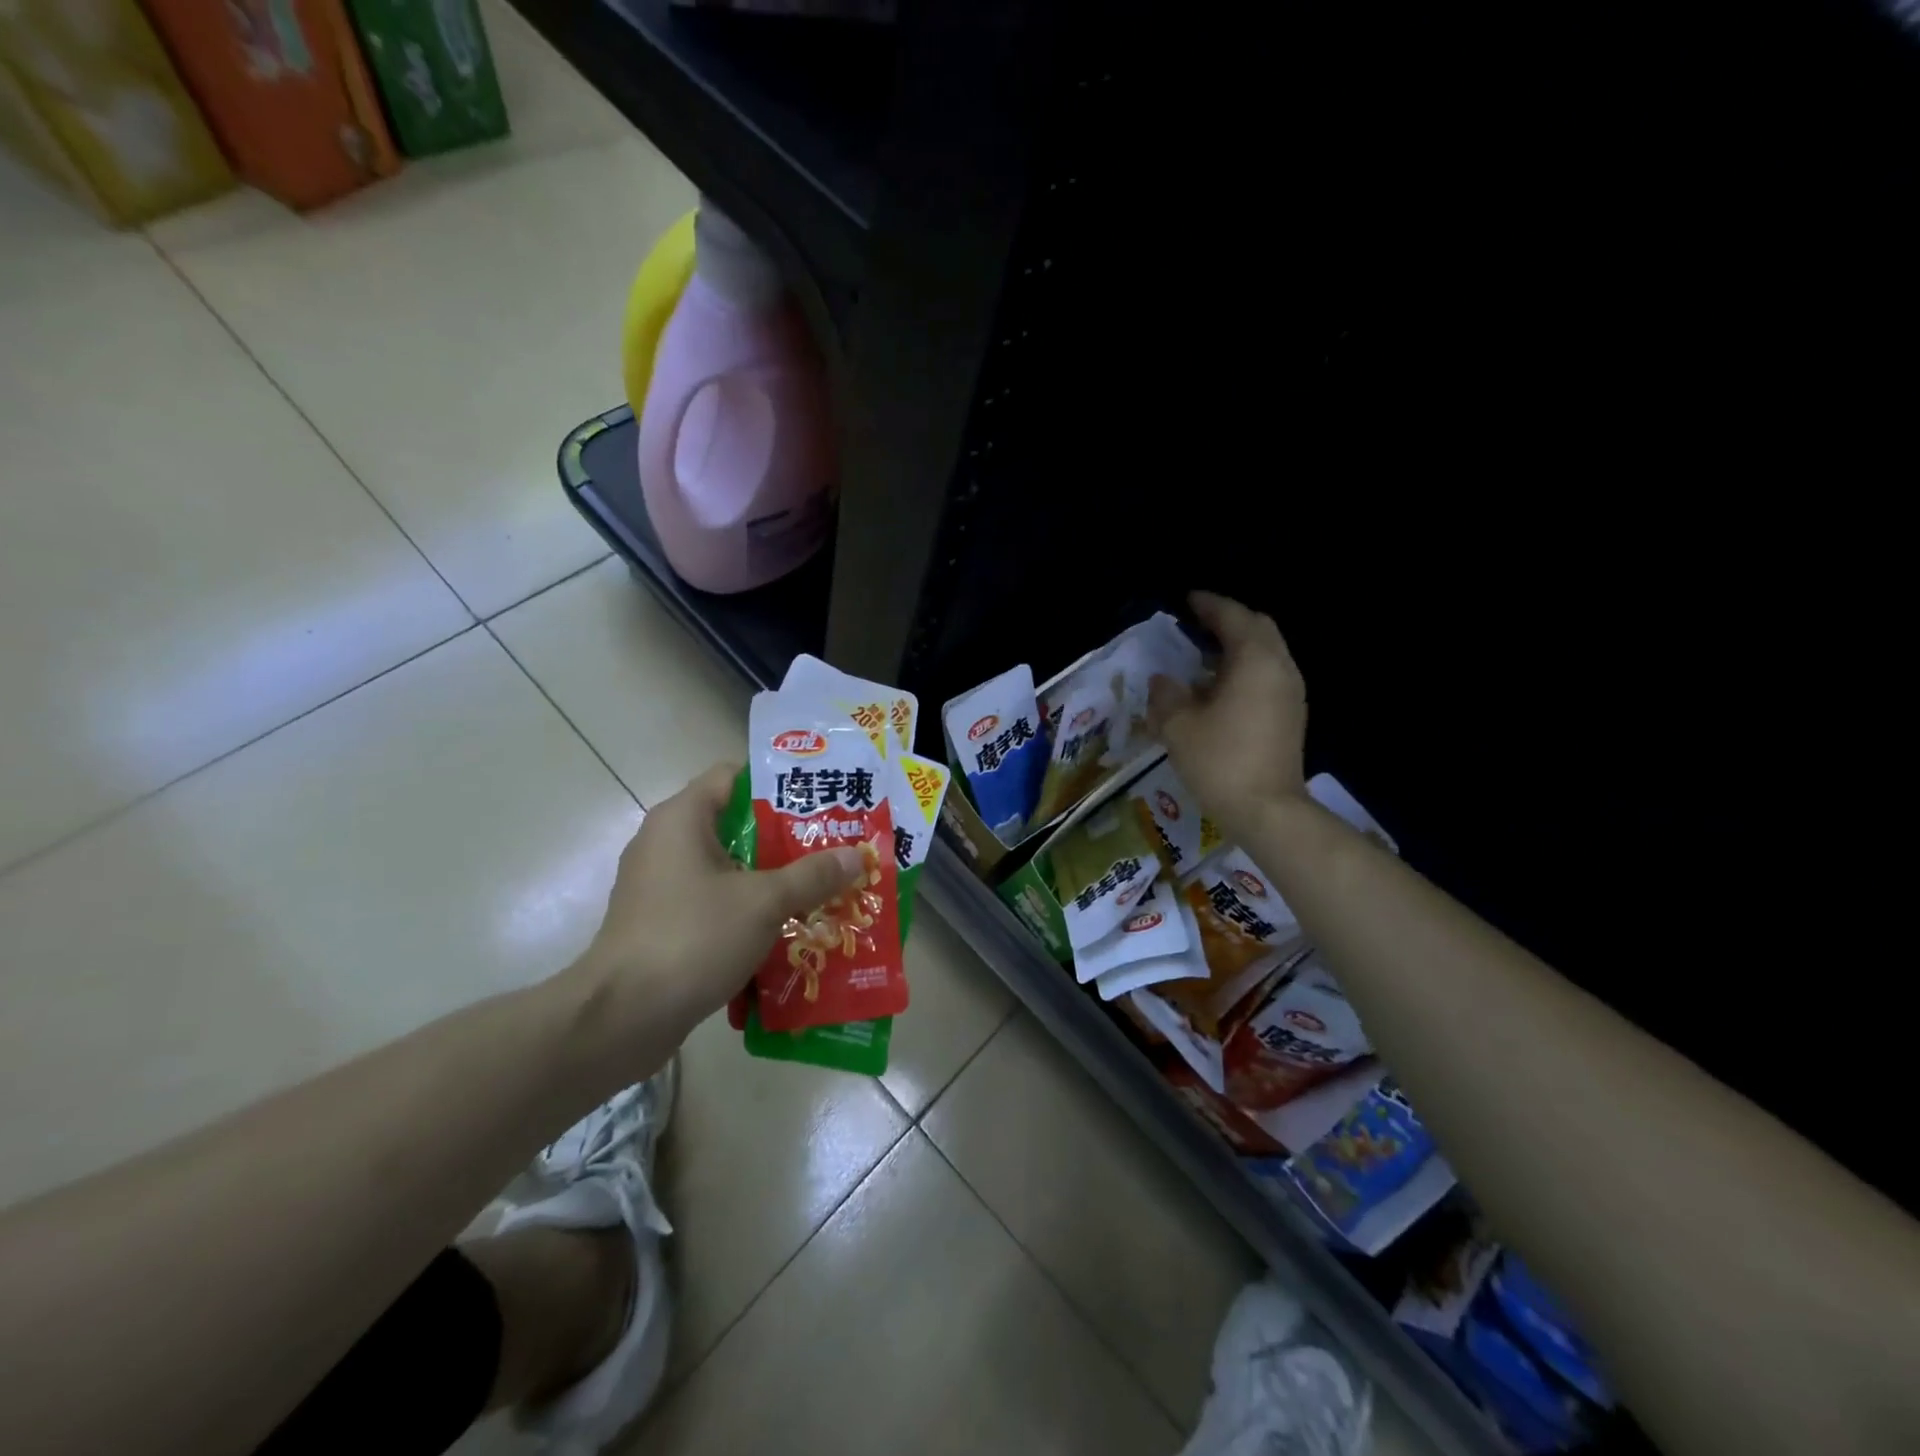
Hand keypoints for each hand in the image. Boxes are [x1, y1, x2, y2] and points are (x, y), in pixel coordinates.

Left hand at [569, 762, 869, 1045]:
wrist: (622, 1018)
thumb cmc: (692, 938)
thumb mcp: (763, 902)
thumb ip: (812, 875)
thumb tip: (856, 855)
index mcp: (681, 819)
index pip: (734, 775)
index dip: (778, 783)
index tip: (820, 800)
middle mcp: (665, 843)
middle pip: (735, 824)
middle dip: (786, 837)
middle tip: (833, 847)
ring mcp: (660, 886)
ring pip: (727, 868)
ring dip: (771, 878)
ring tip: (820, 887)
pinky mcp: (661, 923)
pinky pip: (713, 902)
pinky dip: (747, 909)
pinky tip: (786, 927)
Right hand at [1149, 591, 1309, 836]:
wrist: (1267, 811)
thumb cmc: (1220, 760)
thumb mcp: (1178, 726)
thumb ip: (1166, 695)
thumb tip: (1163, 681)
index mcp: (1255, 660)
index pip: (1233, 617)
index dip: (1210, 605)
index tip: (1188, 599)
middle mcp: (1280, 668)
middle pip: (1259, 629)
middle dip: (1230, 621)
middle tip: (1199, 624)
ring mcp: (1291, 693)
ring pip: (1267, 653)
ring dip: (1238, 647)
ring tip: (1205, 656)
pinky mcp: (1291, 716)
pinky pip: (1269, 676)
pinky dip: (1246, 670)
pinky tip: (1220, 689)